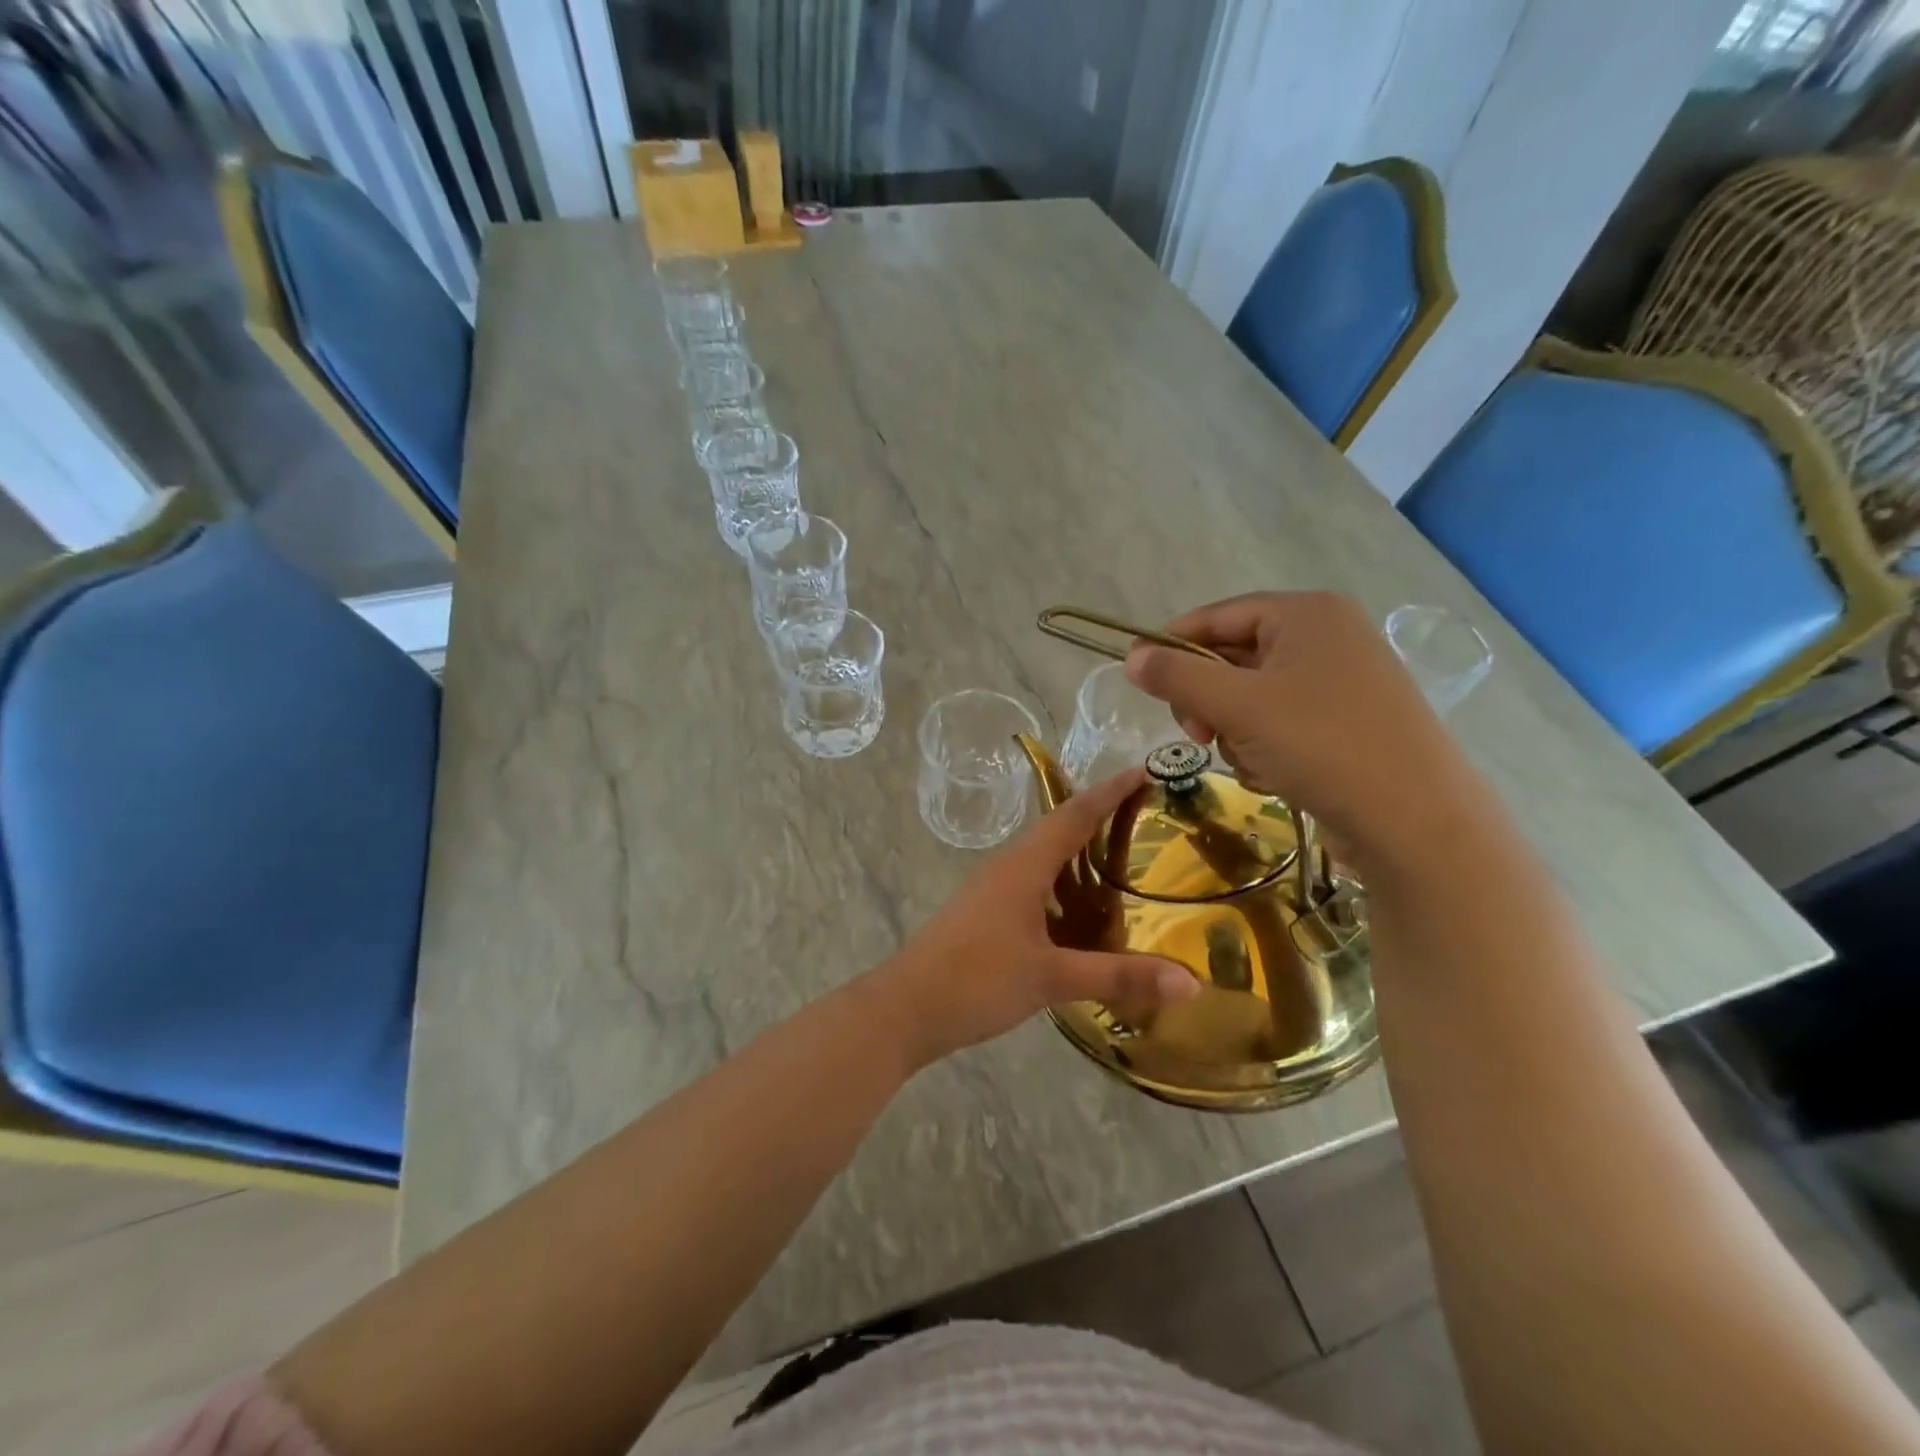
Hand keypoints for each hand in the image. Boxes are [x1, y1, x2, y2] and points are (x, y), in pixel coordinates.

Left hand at [872, 768, 1197, 1065]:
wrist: (905, 1009)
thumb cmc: (976, 981)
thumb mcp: (1052, 978)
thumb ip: (1119, 976)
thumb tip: (1192, 980)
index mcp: (1024, 866)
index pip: (1074, 814)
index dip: (1110, 791)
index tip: (1145, 771)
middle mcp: (1008, 867)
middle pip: (1059, 829)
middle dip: (1101, 816)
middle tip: (1146, 815)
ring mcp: (993, 890)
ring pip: (1045, 859)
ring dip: (1081, 852)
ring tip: (1124, 859)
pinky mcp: (986, 914)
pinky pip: (1035, 885)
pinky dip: (1065, 886)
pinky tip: (1083, 912)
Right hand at [1125, 592, 1482, 870]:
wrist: (1416, 820)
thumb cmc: (1322, 744)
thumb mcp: (1237, 706)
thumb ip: (1178, 676)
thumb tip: (1132, 657)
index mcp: (1306, 613)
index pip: (1218, 615)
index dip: (1173, 644)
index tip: (1139, 678)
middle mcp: (1328, 636)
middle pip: (1235, 656)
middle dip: (1209, 700)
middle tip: (1199, 735)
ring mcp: (1343, 681)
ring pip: (1254, 696)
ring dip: (1236, 730)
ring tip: (1251, 761)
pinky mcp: (1349, 722)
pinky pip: (1282, 721)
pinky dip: (1266, 747)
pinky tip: (1276, 775)